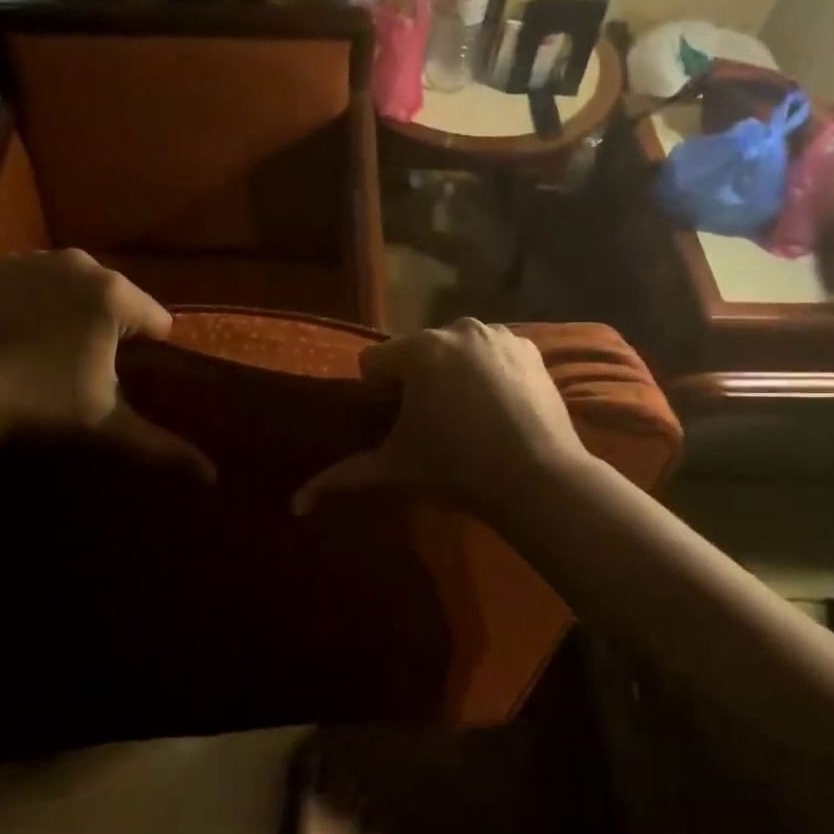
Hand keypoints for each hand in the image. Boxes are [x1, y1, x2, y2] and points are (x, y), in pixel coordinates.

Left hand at [0, 251, 213, 478]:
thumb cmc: (38, 403)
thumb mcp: (106, 425)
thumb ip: (162, 446)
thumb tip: (213, 477)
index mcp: (115, 294)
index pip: (157, 320)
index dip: (148, 352)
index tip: (122, 378)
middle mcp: (80, 264)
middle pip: (117, 300)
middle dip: (110, 329)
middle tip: (86, 370)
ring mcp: (33, 261)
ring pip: (75, 289)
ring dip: (73, 314)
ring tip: (50, 355)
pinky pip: (34, 285)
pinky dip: (34, 305)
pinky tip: (16, 338)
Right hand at [292, 318, 590, 519]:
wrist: (539, 480)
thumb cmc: (457, 470)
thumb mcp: (395, 470)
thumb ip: (342, 478)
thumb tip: (295, 505)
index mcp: (421, 350)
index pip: (374, 362)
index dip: (379, 394)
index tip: (401, 425)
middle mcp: (459, 328)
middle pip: (416, 353)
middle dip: (416, 382)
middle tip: (434, 426)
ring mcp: (499, 335)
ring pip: (454, 350)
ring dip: (451, 374)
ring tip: (468, 418)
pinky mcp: (529, 348)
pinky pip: (490, 353)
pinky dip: (487, 372)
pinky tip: (498, 407)